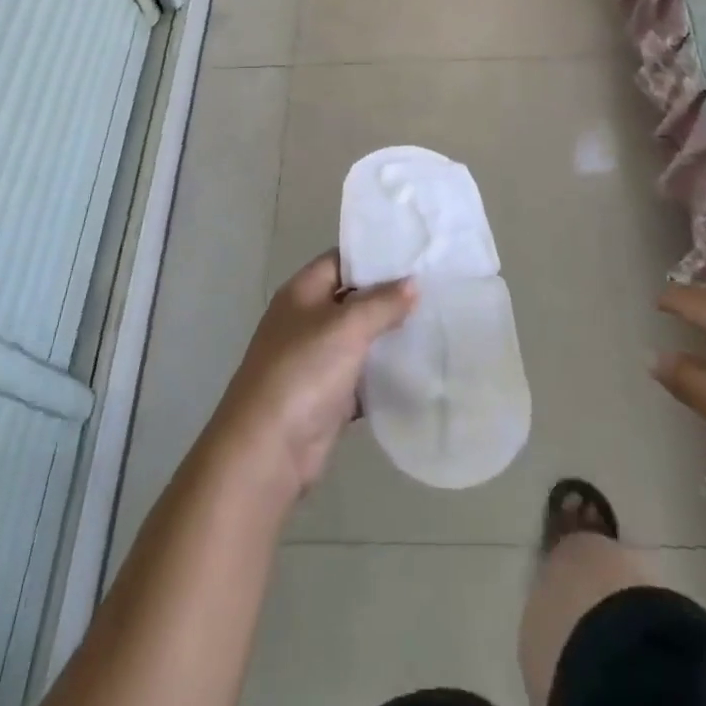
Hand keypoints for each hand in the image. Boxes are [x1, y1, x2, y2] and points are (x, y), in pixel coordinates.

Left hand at [209, 252, 415, 506]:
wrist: (268, 451)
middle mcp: (307, 321)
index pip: (341, 260)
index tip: (414, 254)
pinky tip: (419, 368)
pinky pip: (363, 377)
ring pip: (360, 339)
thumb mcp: (346, 327)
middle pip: (353, 299)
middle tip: (435, 288)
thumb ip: (382, 303)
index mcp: (302, 293)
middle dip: (389, 296)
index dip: (374, 256)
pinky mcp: (328, 397)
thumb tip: (412, 282)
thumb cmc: (303, 372)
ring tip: (436, 322)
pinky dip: (385, 375)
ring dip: (390, 336)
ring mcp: (316, 360)